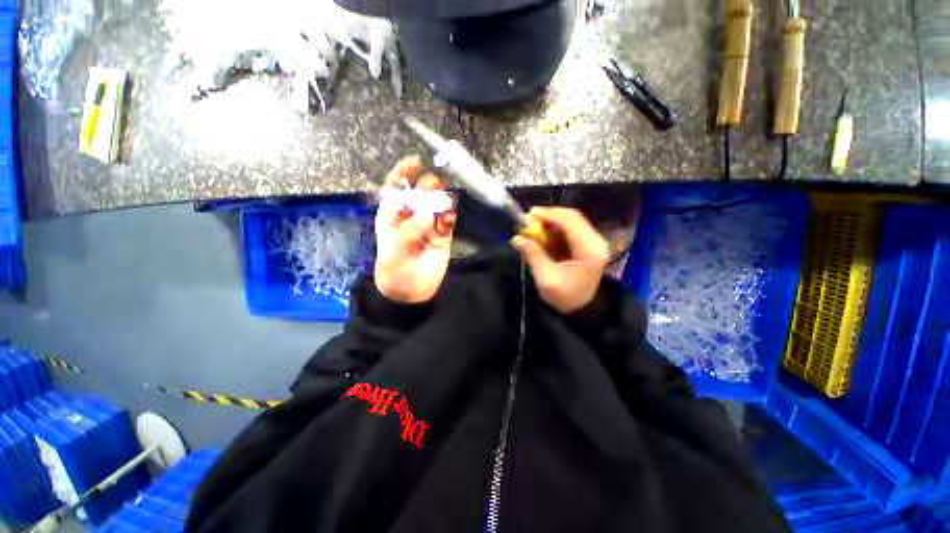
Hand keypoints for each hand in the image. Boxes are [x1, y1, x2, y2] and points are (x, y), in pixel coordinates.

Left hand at [374, 156, 455, 303]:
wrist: (410, 293)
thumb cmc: (393, 271)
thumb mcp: (393, 252)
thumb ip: (409, 232)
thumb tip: (429, 213)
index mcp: (392, 216)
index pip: (396, 189)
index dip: (403, 174)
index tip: (414, 162)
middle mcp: (411, 217)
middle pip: (419, 194)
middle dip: (426, 186)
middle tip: (433, 185)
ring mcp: (429, 225)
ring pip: (436, 205)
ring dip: (441, 199)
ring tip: (444, 201)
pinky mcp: (443, 235)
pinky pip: (448, 220)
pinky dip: (450, 215)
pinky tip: (450, 215)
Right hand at [511, 207, 608, 313]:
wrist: (581, 310)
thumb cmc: (565, 297)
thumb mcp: (546, 278)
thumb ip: (533, 255)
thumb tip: (517, 238)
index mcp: (589, 249)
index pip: (570, 221)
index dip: (549, 214)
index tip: (528, 215)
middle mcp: (595, 241)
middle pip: (572, 217)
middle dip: (549, 216)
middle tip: (528, 220)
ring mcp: (593, 242)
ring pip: (570, 222)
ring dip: (551, 222)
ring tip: (532, 228)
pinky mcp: (587, 245)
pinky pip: (570, 230)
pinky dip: (554, 230)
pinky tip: (542, 235)